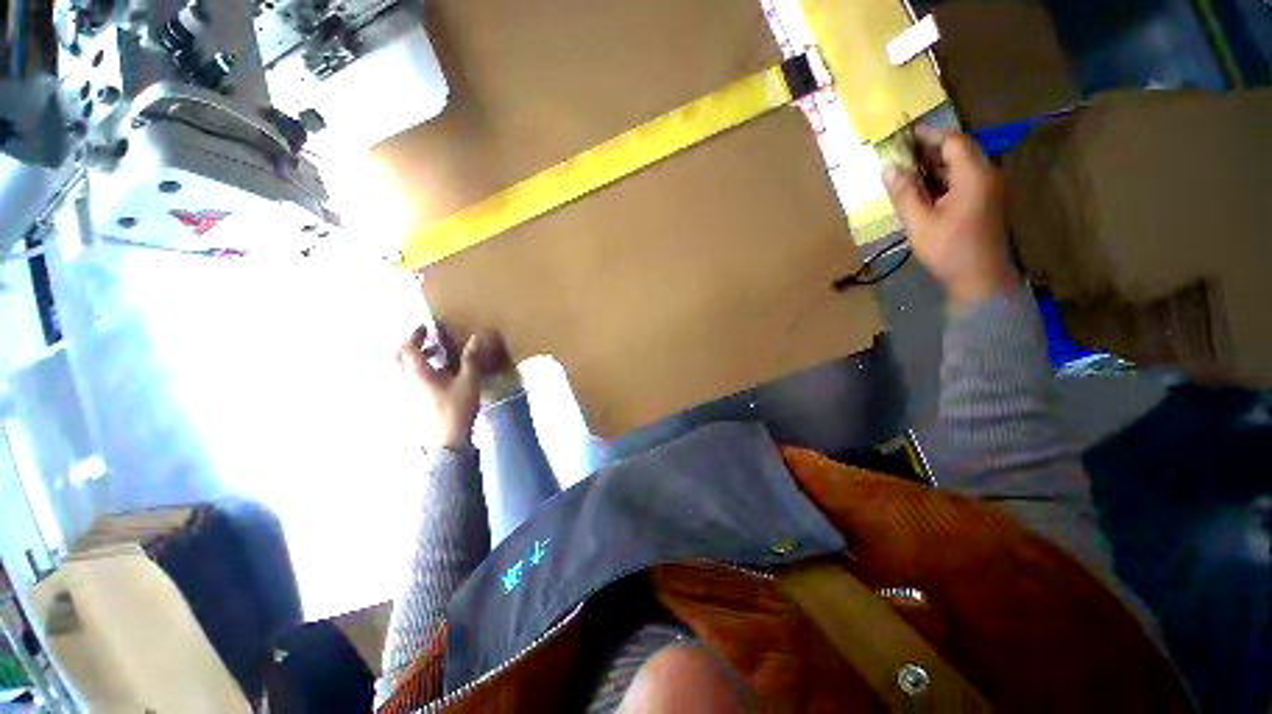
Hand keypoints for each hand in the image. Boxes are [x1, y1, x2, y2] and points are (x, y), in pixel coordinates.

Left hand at [397, 325, 510, 449]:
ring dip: (416, 359)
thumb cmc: (455, 408)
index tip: (427, 327)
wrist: (446, 440)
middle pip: (399, 358)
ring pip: (404, 370)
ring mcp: (407, 393)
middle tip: (428, 341)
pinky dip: (420, 373)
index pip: (408, 347)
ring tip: (438, 357)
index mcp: (416, 372)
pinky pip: (410, 381)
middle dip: (411, 346)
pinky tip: (438, 377)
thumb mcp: (468, 381)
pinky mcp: (412, 403)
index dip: (416, 335)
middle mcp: (406, 380)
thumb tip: (476, 337)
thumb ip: (471, 359)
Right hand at [883, 128, 1018, 306]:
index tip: (904, 136)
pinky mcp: (985, 202)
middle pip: (959, 151)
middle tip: (901, 156)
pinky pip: (963, 181)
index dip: (929, 135)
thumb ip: (904, 193)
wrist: (980, 279)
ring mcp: (988, 189)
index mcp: (974, 176)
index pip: (953, 142)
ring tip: (907, 173)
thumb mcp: (919, 222)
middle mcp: (987, 175)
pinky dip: (942, 180)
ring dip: (935, 166)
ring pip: (961, 166)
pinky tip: (923, 191)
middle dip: (930, 151)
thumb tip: (888, 169)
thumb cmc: (949, 250)